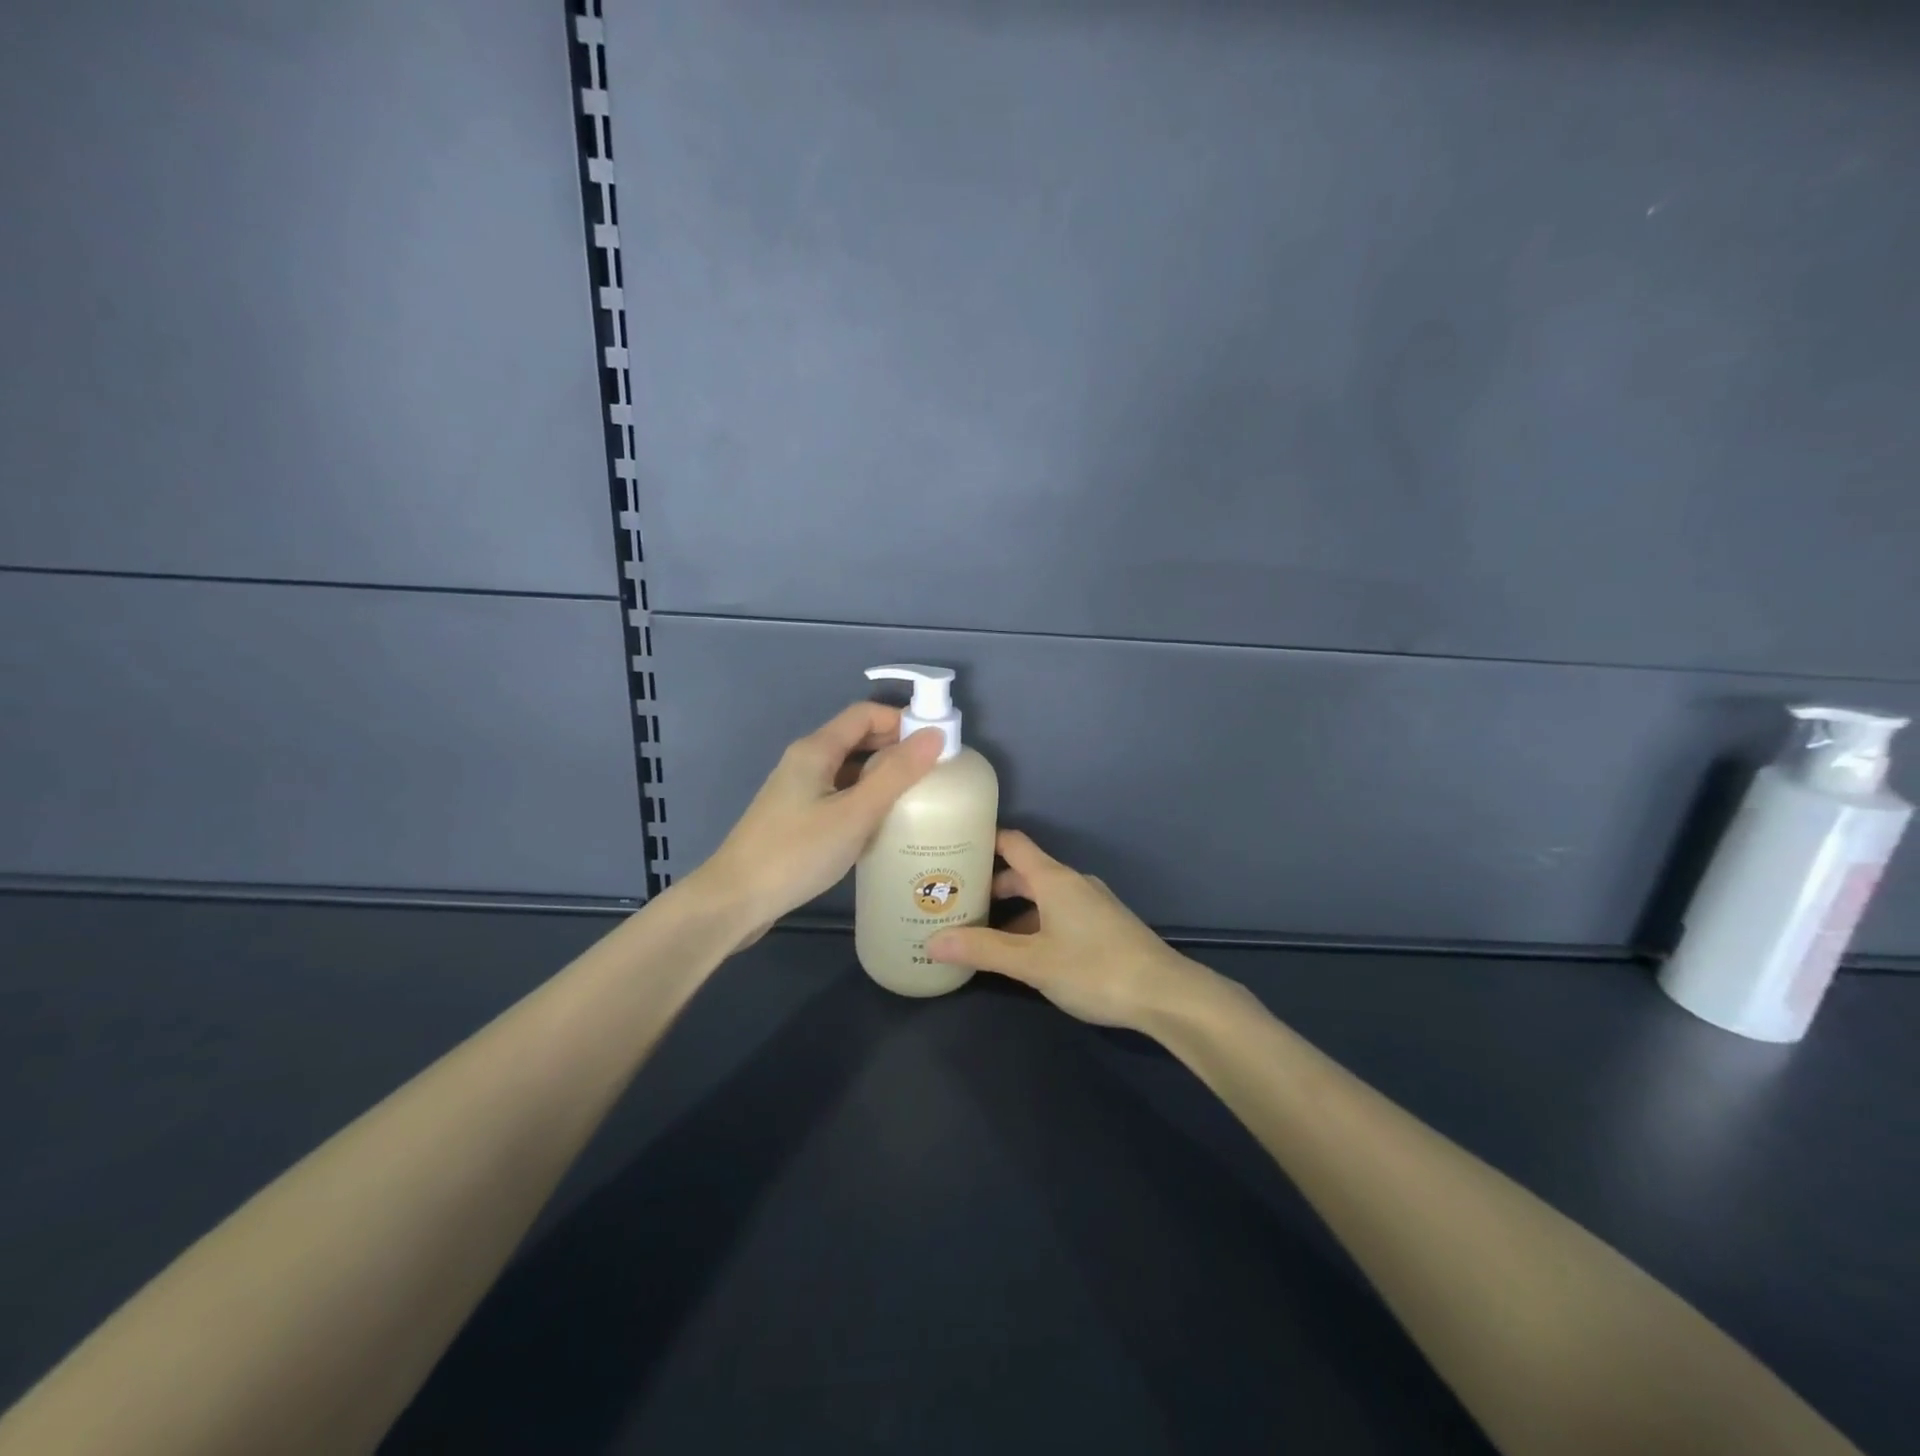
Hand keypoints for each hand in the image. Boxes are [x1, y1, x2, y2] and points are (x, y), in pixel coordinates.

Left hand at [683, 702, 943, 946]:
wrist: (734, 901)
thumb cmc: (796, 853)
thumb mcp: (854, 814)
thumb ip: (895, 774)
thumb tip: (935, 735)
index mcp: (816, 749)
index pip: (865, 714)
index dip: (902, 721)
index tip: (937, 744)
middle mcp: (805, 761)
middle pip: (857, 738)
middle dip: (896, 748)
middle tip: (935, 773)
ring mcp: (799, 790)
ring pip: (849, 769)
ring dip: (882, 775)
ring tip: (917, 798)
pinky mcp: (797, 817)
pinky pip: (839, 794)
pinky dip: (864, 799)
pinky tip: (882, 824)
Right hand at [926, 829, 1217, 1032]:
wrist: (1165, 994)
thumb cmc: (1095, 969)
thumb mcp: (1033, 962)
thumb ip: (983, 950)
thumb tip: (933, 941)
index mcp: (1054, 879)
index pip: (1013, 843)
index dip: (984, 841)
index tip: (952, 850)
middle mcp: (1072, 883)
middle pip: (1024, 872)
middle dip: (990, 885)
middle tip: (956, 902)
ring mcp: (1091, 904)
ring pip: (1042, 897)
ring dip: (1012, 910)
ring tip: (980, 932)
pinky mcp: (1103, 926)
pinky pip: (1058, 913)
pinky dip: (1034, 924)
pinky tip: (1022, 953)